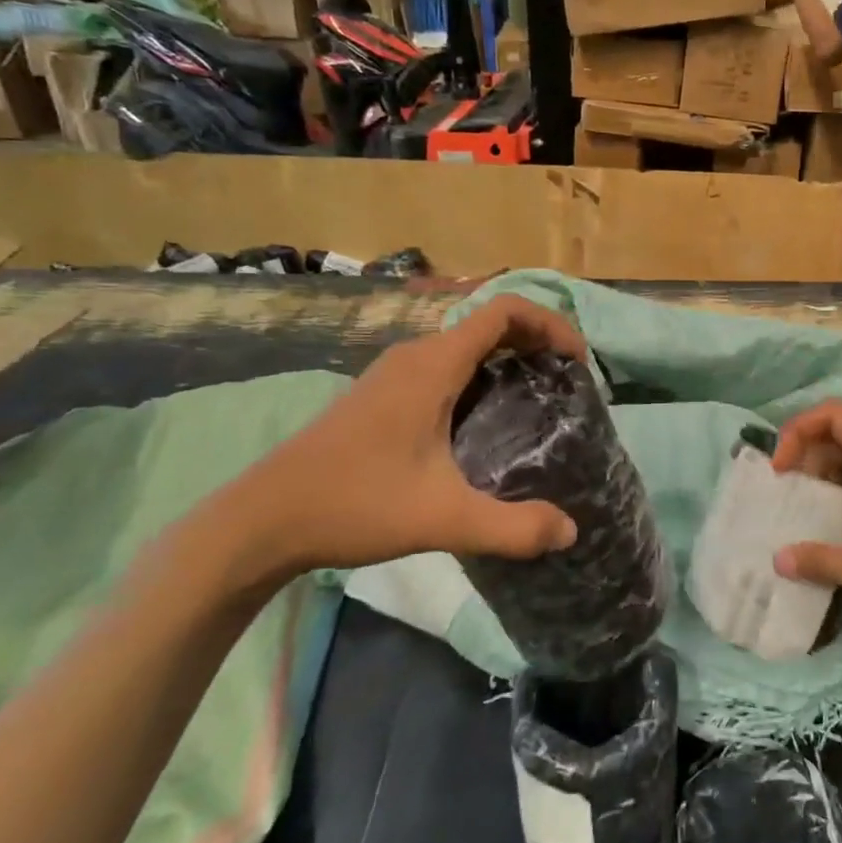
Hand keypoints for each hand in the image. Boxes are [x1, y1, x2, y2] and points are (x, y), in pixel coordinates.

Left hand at [213, 297, 585, 579]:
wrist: (263, 520)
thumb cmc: (354, 504)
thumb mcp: (443, 519)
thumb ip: (512, 528)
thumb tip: (570, 532)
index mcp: (434, 365)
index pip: (504, 310)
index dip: (550, 323)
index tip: (577, 361)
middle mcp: (415, 356)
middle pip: (489, 323)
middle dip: (536, 341)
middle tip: (567, 384)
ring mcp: (394, 373)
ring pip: (465, 345)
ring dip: (507, 358)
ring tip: (537, 400)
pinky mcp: (381, 394)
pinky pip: (445, 365)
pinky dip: (480, 375)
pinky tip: (485, 422)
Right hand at [770, 401, 841, 639]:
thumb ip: (827, 563)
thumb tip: (777, 558)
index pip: (833, 415)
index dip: (798, 431)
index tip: (779, 470)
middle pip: (840, 432)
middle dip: (805, 454)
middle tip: (783, 493)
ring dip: (824, 473)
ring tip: (801, 509)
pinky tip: (835, 524)